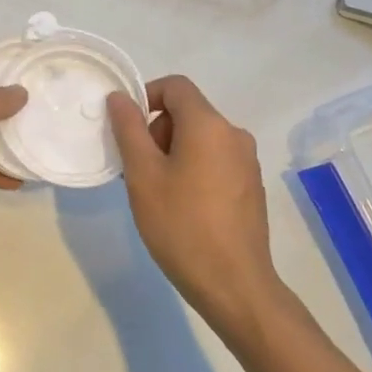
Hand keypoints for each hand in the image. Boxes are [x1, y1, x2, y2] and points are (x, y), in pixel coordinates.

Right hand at [106, 76, 281, 340]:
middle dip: (157, 131)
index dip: (146, 96)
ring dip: (173, 152)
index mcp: (209, 125)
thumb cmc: (181, 225)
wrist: (234, 285)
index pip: (175, 86)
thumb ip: (129, 129)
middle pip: (188, 112)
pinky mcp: (251, 187)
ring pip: (201, 138)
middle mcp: (234, 135)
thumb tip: (120, 97)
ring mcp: (247, 162)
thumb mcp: (143, 175)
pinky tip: (182, 207)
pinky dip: (194, 168)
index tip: (127, 130)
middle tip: (138, 169)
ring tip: (156, 191)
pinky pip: (216, 160)